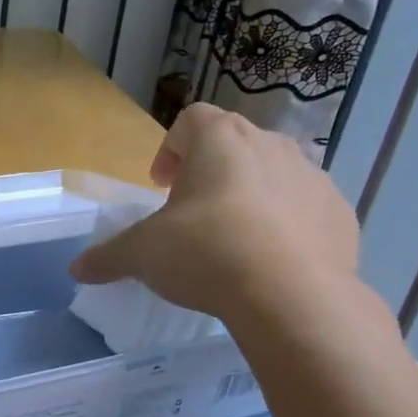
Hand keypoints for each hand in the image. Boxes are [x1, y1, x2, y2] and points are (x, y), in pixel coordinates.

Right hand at [70, 103, 359, 336]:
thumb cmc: (206, 253)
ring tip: (234, 240)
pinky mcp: (341, 213)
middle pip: (234, 144)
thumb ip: (108, 256)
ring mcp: (314, 177)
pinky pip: (305, 209)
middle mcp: (271, 145)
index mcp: (221, 140)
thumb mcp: (143, 255)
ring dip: (250, 196)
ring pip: (274, 174)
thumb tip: (76, 269)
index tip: (161, 187)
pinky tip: (271, 262)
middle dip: (211, 173)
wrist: (293, 297)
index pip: (191, 120)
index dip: (170, 149)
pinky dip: (287, 225)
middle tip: (192, 214)